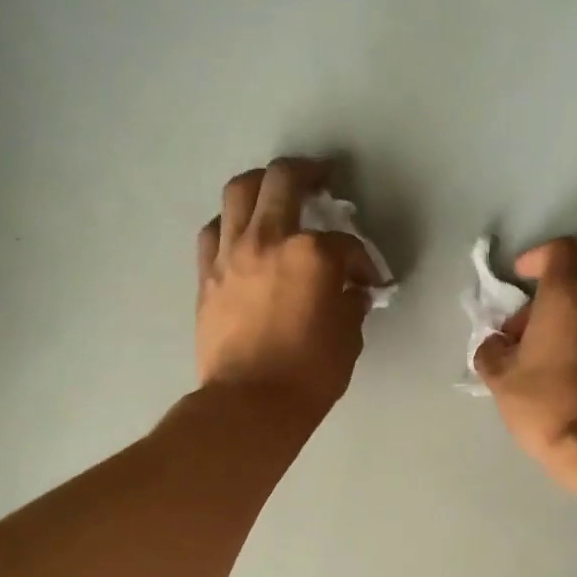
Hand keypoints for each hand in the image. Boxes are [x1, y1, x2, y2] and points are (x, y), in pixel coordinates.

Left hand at [196, 159, 376, 415]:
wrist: (249, 404)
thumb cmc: (308, 376)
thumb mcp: (347, 339)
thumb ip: (351, 305)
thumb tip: (352, 292)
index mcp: (312, 255)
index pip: (346, 243)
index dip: (363, 260)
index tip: (369, 279)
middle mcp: (268, 239)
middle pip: (285, 181)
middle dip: (308, 173)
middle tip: (321, 179)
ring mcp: (231, 253)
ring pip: (240, 192)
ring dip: (261, 184)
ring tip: (274, 193)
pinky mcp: (207, 274)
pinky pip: (214, 231)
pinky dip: (230, 224)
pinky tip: (240, 233)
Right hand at [473, 237, 576, 470]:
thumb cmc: (549, 404)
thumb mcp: (502, 380)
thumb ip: (492, 352)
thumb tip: (496, 344)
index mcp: (570, 294)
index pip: (559, 252)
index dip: (536, 259)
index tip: (519, 278)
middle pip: (575, 284)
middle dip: (545, 304)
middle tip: (521, 339)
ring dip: (568, 325)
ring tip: (543, 362)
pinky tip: (569, 378)